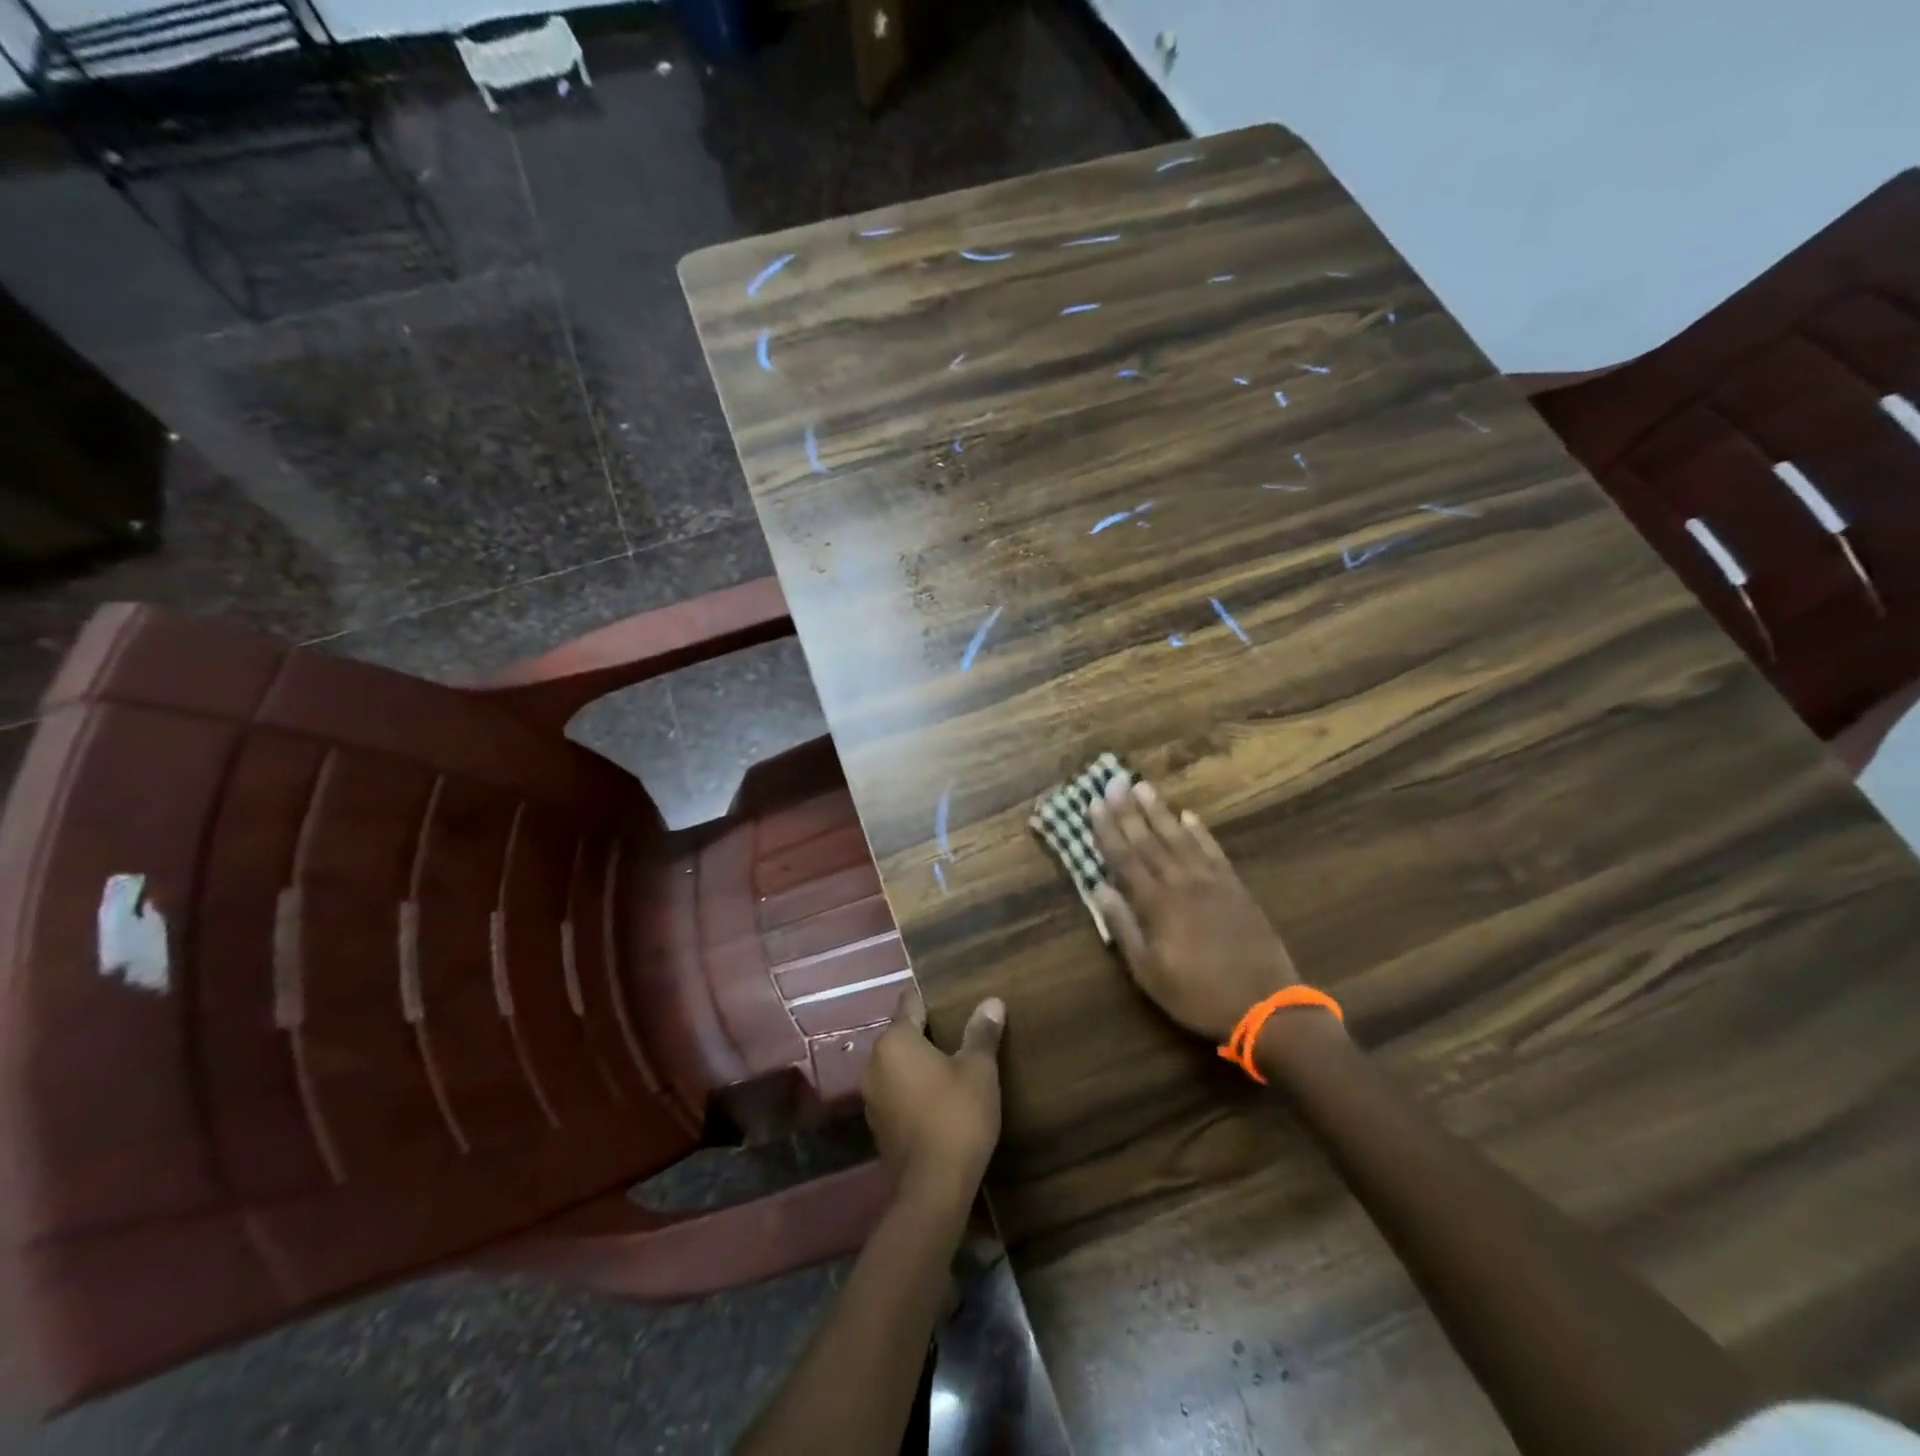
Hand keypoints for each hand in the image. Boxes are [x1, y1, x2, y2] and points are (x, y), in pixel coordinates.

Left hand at [863, 990, 1005, 1209]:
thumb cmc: (957, 1116)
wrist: (933, 1190)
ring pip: (898, 1065)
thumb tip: (992, 1002)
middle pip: (902, 1035)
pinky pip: (897, 1092)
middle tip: (959, 1030)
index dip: (931, 998)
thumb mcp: (978, 1070)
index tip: (951, 997)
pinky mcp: (878, 1126)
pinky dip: (914, 1088)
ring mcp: (872, 1097)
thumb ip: (982, 1033)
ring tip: (952, 1063)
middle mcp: (875, 1063)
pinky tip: (939, 1097)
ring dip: (920, 1063)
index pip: (910, 1004)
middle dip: (927, 1032)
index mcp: (895, 1042)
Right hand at [1090, 777, 1299, 1043]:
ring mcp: (1211, 881)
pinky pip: (1213, 850)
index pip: (1124, 857)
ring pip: (1179, 837)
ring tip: (1143, 786)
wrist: (1265, 1005)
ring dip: (1159, 811)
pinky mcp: (1235, 887)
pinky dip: (1200, 831)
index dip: (1107, 829)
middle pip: (1149, 839)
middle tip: (1114, 781)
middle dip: (1128, 810)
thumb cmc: (1197, 994)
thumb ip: (1123, 927)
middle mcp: (1181, 882)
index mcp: (1156, 903)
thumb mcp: (1148, 972)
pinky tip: (1189, 816)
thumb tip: (1098, 888)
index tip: (1093, 803)